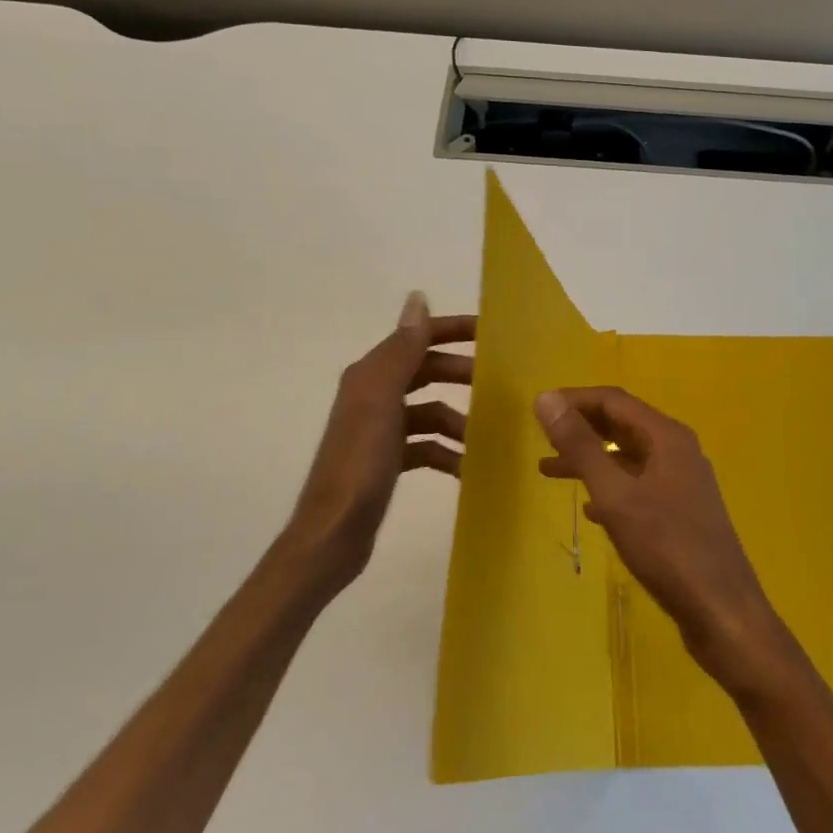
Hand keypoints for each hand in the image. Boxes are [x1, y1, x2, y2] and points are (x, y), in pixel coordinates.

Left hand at [276, 292, 474, 597]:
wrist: (332, 534)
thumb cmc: (360, 464)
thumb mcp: (383, 401)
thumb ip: (402, 350)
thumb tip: (418, 297)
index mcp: (370, 376)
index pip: (416, 337)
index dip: (451, 330)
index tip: (491, 332)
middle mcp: (373, 396)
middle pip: (426, 371)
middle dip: (461, 374)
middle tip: (499, 384)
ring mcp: (380, 431)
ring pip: (430, 411)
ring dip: (458, 420)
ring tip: (487, 437)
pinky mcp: (387, 461)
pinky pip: (426, 446)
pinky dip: (447, 452)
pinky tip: (468, 467)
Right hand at [534, 386, 784, 689]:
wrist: (721, 611)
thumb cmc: (666, 547)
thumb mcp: (615, 494)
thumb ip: (580, 446)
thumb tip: (546, 399)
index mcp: (666, 437)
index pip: (614, 400)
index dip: (574, 400)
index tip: (538, 410)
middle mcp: (678, 451)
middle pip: (622, 425)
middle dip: (581, 429)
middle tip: (542, 438)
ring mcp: (683, 482)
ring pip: (628, 458)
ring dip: (591, 460)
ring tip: (550, 472)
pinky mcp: (683, 512)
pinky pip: (639, 486)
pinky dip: (611, 489)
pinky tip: (590, 510)